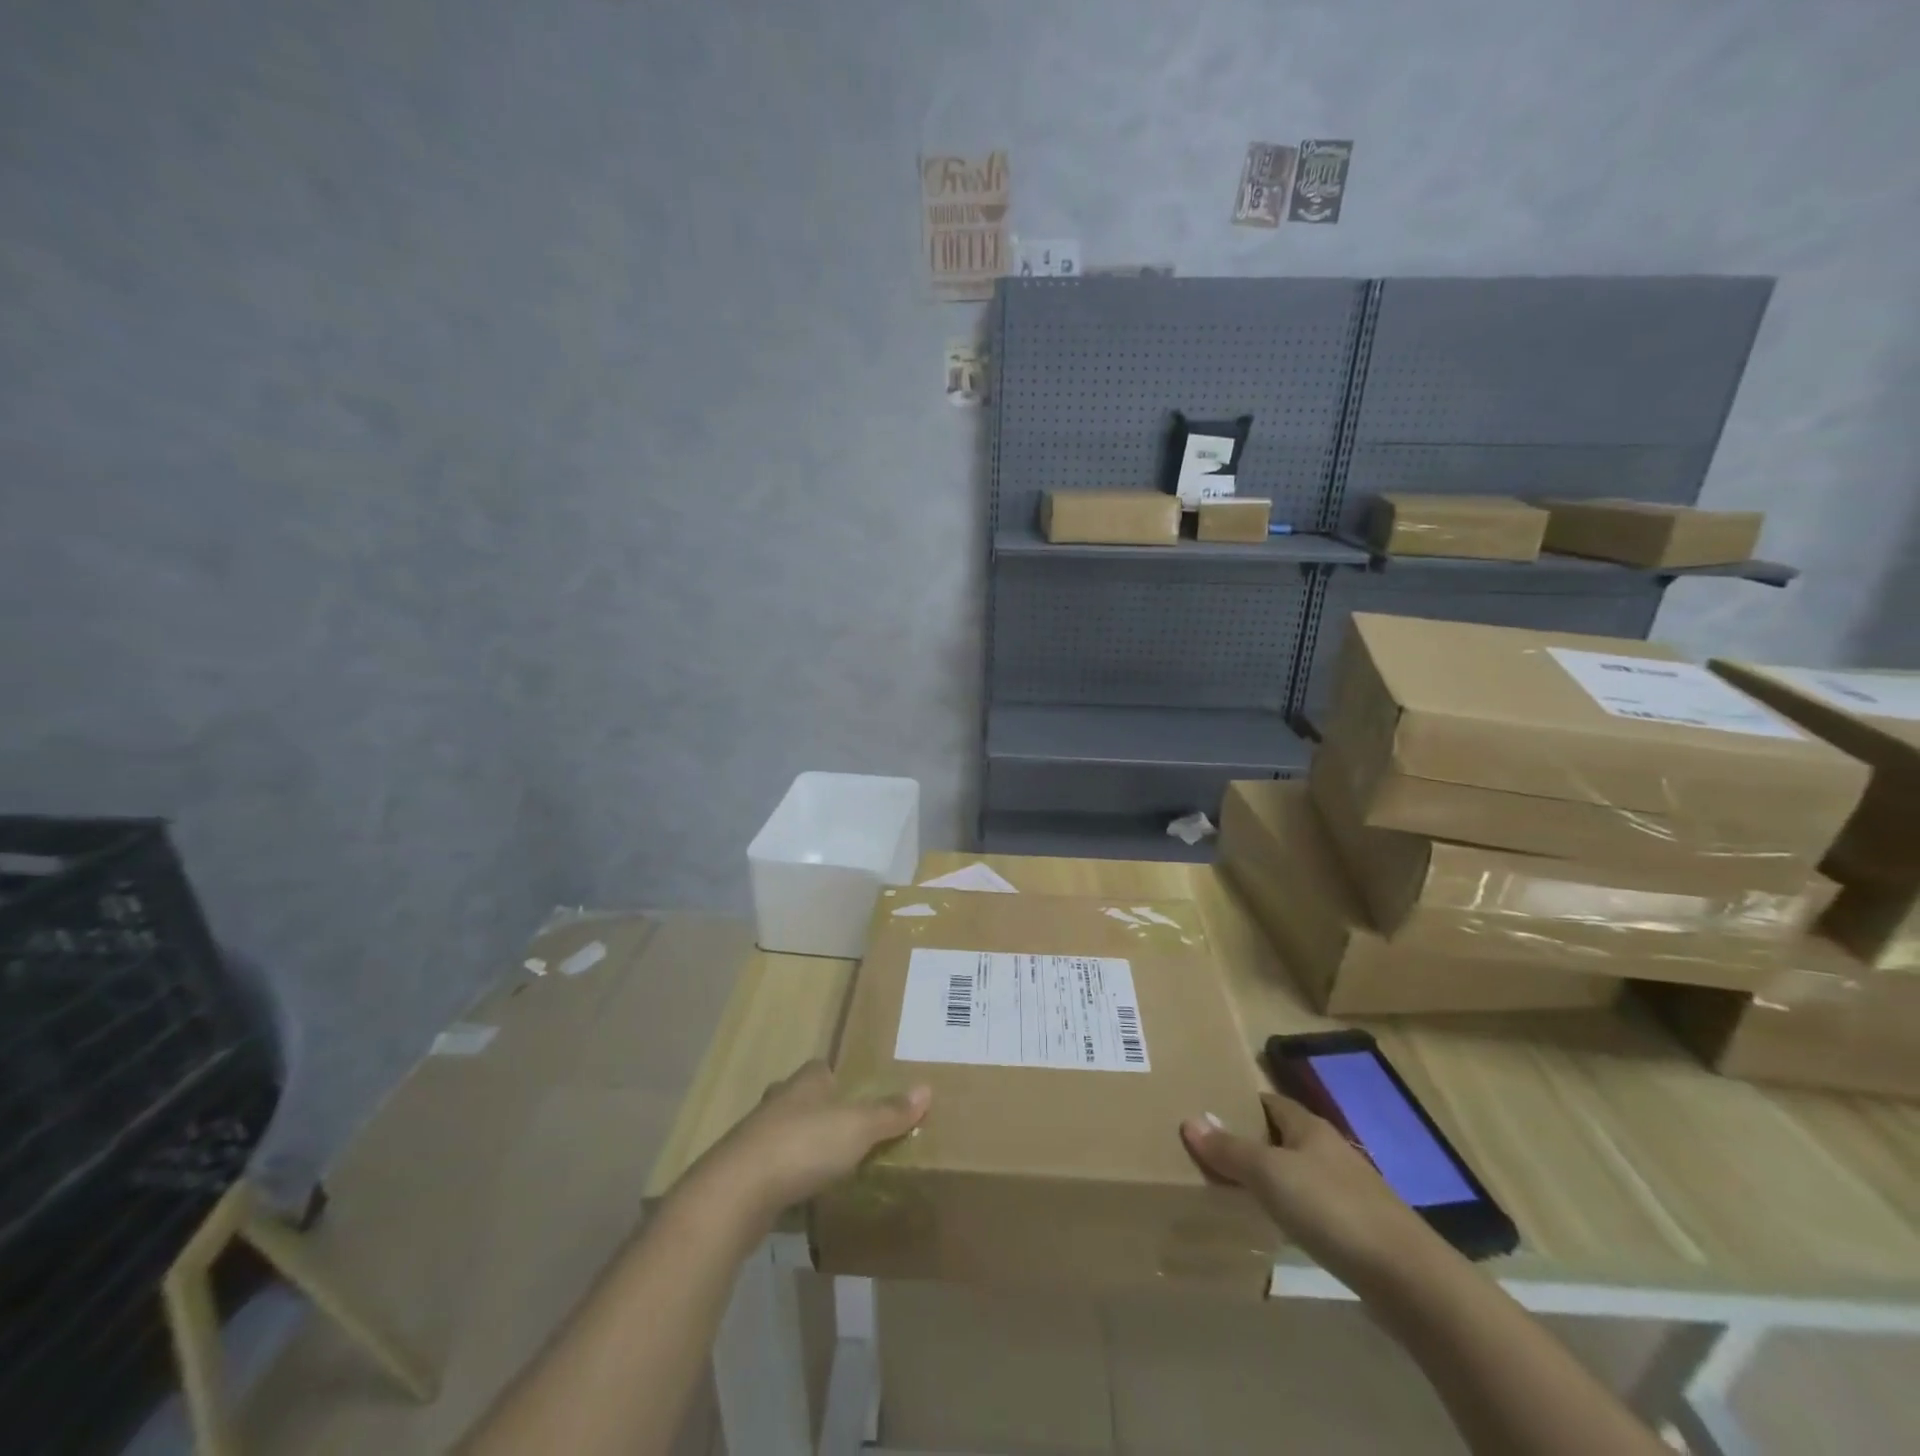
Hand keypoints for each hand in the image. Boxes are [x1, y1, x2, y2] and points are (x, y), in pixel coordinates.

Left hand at [690, 1061, 930, 1224]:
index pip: (822, 1068)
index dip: (839, 1078)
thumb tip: (927, 1088)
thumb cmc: (802, 1146)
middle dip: (820, 1109)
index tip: (858, 1093)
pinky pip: (773, 1166)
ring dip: (802, 1143)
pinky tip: (801, 1190)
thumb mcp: (857, 1128)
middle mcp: (778, 1101)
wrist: (735, 1194)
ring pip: (785, 1131)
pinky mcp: (743, 1173)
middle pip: (802, 1098)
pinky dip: (788, 1174)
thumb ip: (890, 1112)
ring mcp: (756, 1137)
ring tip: (827, 1161)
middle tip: (847, 1129)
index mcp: (805, 1082)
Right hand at [1181, 1092, 1437, 1279]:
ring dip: (1271, 1177)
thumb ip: (1230, 1149)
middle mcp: (1329, 1150)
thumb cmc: (1331, 1208)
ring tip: (1234, 1188)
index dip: (1242, 1103)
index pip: (1270, 1101)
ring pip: (1298, 1172)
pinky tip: (1275, 1226)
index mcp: (1309, 1127)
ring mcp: (1347, 1190)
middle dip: (1251, 1140)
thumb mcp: (1270, 1173)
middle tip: (1212, 1150)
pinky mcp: (1358, 1229)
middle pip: (1283, 1136)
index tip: (1210, 1110)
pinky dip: (1290, 1208)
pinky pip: (1312, 1206)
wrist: (1407, 1278)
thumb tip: (1190, 1120)